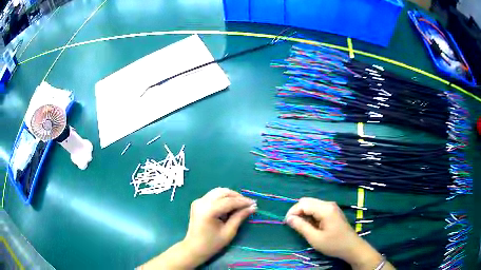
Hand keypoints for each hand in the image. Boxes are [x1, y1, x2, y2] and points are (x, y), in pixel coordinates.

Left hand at [182, 187, 256, 266]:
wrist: (194, 248)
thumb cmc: (212, 243)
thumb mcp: (229, 232)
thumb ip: (240, 217)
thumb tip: (252, 207)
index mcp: (208, 210)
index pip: (229, 201)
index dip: (243, 202)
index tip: (254, 203)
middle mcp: (202, 202)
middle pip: (223, 192)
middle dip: (237, 197)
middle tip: (248, 204)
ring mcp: (198, 201)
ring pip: (218, 191)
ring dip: (230, 196)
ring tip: (240, 205)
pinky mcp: (198, 203)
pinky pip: (213, 195)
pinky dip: (223, 198)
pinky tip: (229, 206)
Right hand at [285, 198, 391, 269]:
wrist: (351, 247)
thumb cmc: (333, 244)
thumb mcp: (315, 238)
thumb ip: (301, 227)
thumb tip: (289, 218)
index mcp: (325, 209)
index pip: (303, 203)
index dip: (293, 212)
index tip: (287, 223)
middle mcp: (328, 204)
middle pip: (307, 201)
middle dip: (297, 212)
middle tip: (293, 225)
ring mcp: (332, 207)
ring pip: (312, 205)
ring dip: (304, 214)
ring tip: (302, 227)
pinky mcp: (333, 212)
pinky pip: (317, 209)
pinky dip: (311, 215)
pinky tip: (311, 226)